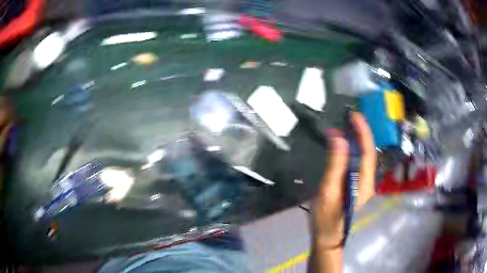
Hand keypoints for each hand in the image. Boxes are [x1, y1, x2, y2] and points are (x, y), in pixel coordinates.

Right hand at [311, 112, 375, 247]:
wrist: (327, 236)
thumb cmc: (326, 218)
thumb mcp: (328, 191)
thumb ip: (335, 165)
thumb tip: (338, 138)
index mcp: (364, 183)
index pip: (367, 152)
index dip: (363, 132)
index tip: (354, 116)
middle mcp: (367, 181)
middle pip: (368, 152)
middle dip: (362, 133)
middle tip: (350, 117)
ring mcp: (362, 183)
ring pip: (363, 156)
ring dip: (357, 139)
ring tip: (347, 125)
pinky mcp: (356, 184)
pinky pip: (357, 162)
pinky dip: (351, 150)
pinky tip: (344, 144)